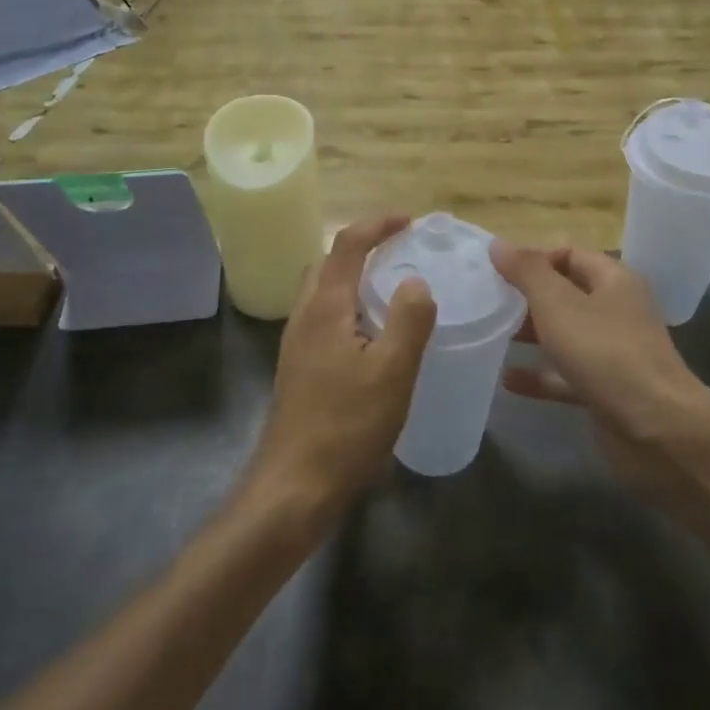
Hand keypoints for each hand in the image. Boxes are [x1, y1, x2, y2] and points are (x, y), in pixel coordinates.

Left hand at [248, 216, 436, 518]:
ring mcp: (297, 345)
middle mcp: (304, 317)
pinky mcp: (299, 370)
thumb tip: (416, 282)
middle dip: (361, 248)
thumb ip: (409, 319)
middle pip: (327, 263)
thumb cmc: (346, 425)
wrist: (293, 486)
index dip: (377, 225)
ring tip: (390, 291)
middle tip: (399, 253)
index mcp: (325, 307)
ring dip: (353, 279)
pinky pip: (324, 320)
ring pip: (323, 293)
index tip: (409, 222)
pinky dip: (349, 309)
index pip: (347, 245)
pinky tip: (373, 339)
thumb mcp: (392, 371)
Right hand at [490, 245, 708, 490]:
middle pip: (566, 294)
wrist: (657, 428)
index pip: (570, 255)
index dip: (534, 258)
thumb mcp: (558, 304)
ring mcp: (613, 353)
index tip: (497, 270)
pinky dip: (540, 376)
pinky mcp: (606, 390)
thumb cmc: (605, 353)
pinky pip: (566, 375)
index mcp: (613, 281)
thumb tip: (498, 244)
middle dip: (528, 297)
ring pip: (565, 336)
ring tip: (491, 334)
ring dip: (531, 335)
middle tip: (488, 301)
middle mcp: (616, 312)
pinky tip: (507, 380)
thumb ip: (527, 272)